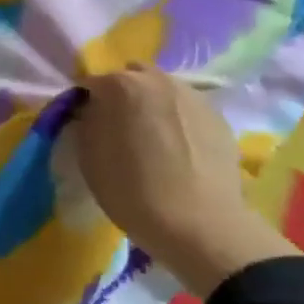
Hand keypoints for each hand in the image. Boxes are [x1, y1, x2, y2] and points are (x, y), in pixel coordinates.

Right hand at [74, 67, 297, 298]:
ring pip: (163, 91)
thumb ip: (85, 123)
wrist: (200, 225)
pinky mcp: (219, 117)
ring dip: (152, 105)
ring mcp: (193, 96)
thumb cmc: (132, 191)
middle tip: (118, 128)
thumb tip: (90, 112)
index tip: (84, 125)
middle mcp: (159, 80)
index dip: (84, 104)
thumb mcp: (89, 158)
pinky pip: (187, 110)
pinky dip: (177, 121)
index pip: (90, 84)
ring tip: (152, 140)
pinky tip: (178, 150)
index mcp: (121, 85)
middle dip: (121, 96)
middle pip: (131, 77)